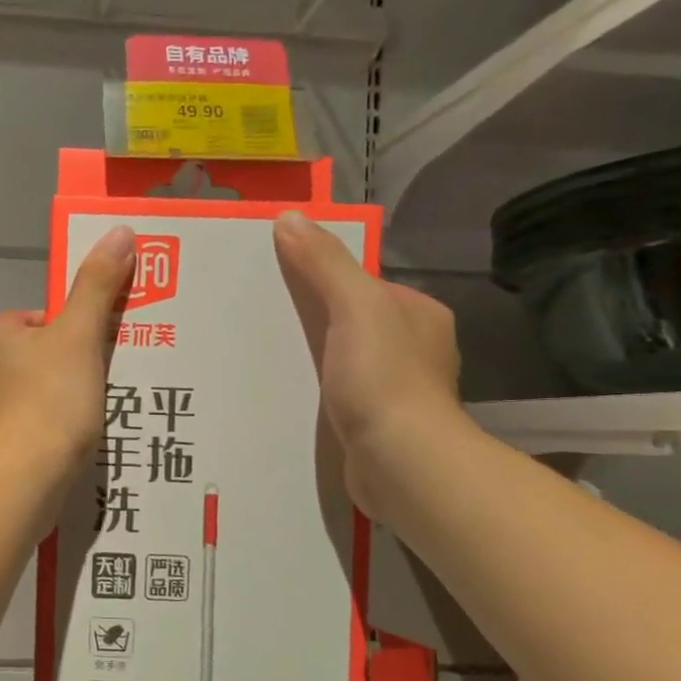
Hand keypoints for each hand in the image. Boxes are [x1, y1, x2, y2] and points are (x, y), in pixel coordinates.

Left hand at [0, 226, 134, 496]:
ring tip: (94, 419)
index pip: (42, 319)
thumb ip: (97, 286)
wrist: (19, 482)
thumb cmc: (50, 402)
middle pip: (39, 357)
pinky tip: (72, 447)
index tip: (101, 352)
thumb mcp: (80, 336)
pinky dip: (49, 433)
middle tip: (106, 386)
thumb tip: (119, 230)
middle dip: (72, 369)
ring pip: (34, 394)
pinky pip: (28, 427)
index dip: (76, 331)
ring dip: (62, 403)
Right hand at [273, 211, 465, 515]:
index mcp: (420, 315)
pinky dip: (312, 393)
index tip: (278, 281)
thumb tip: (289, 218)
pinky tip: (282, 395)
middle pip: (350, 323)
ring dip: (308, 360)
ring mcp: (396, 391)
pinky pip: (336, 396)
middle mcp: (415, 350)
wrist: (400, 463)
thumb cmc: (383, 377)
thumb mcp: (354, 306)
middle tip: (260, 320)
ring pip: (341, 362)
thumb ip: (324, 263)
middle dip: (311, 321)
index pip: (363, 284)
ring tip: (261, 357)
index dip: (322, 278)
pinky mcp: (376, 426)